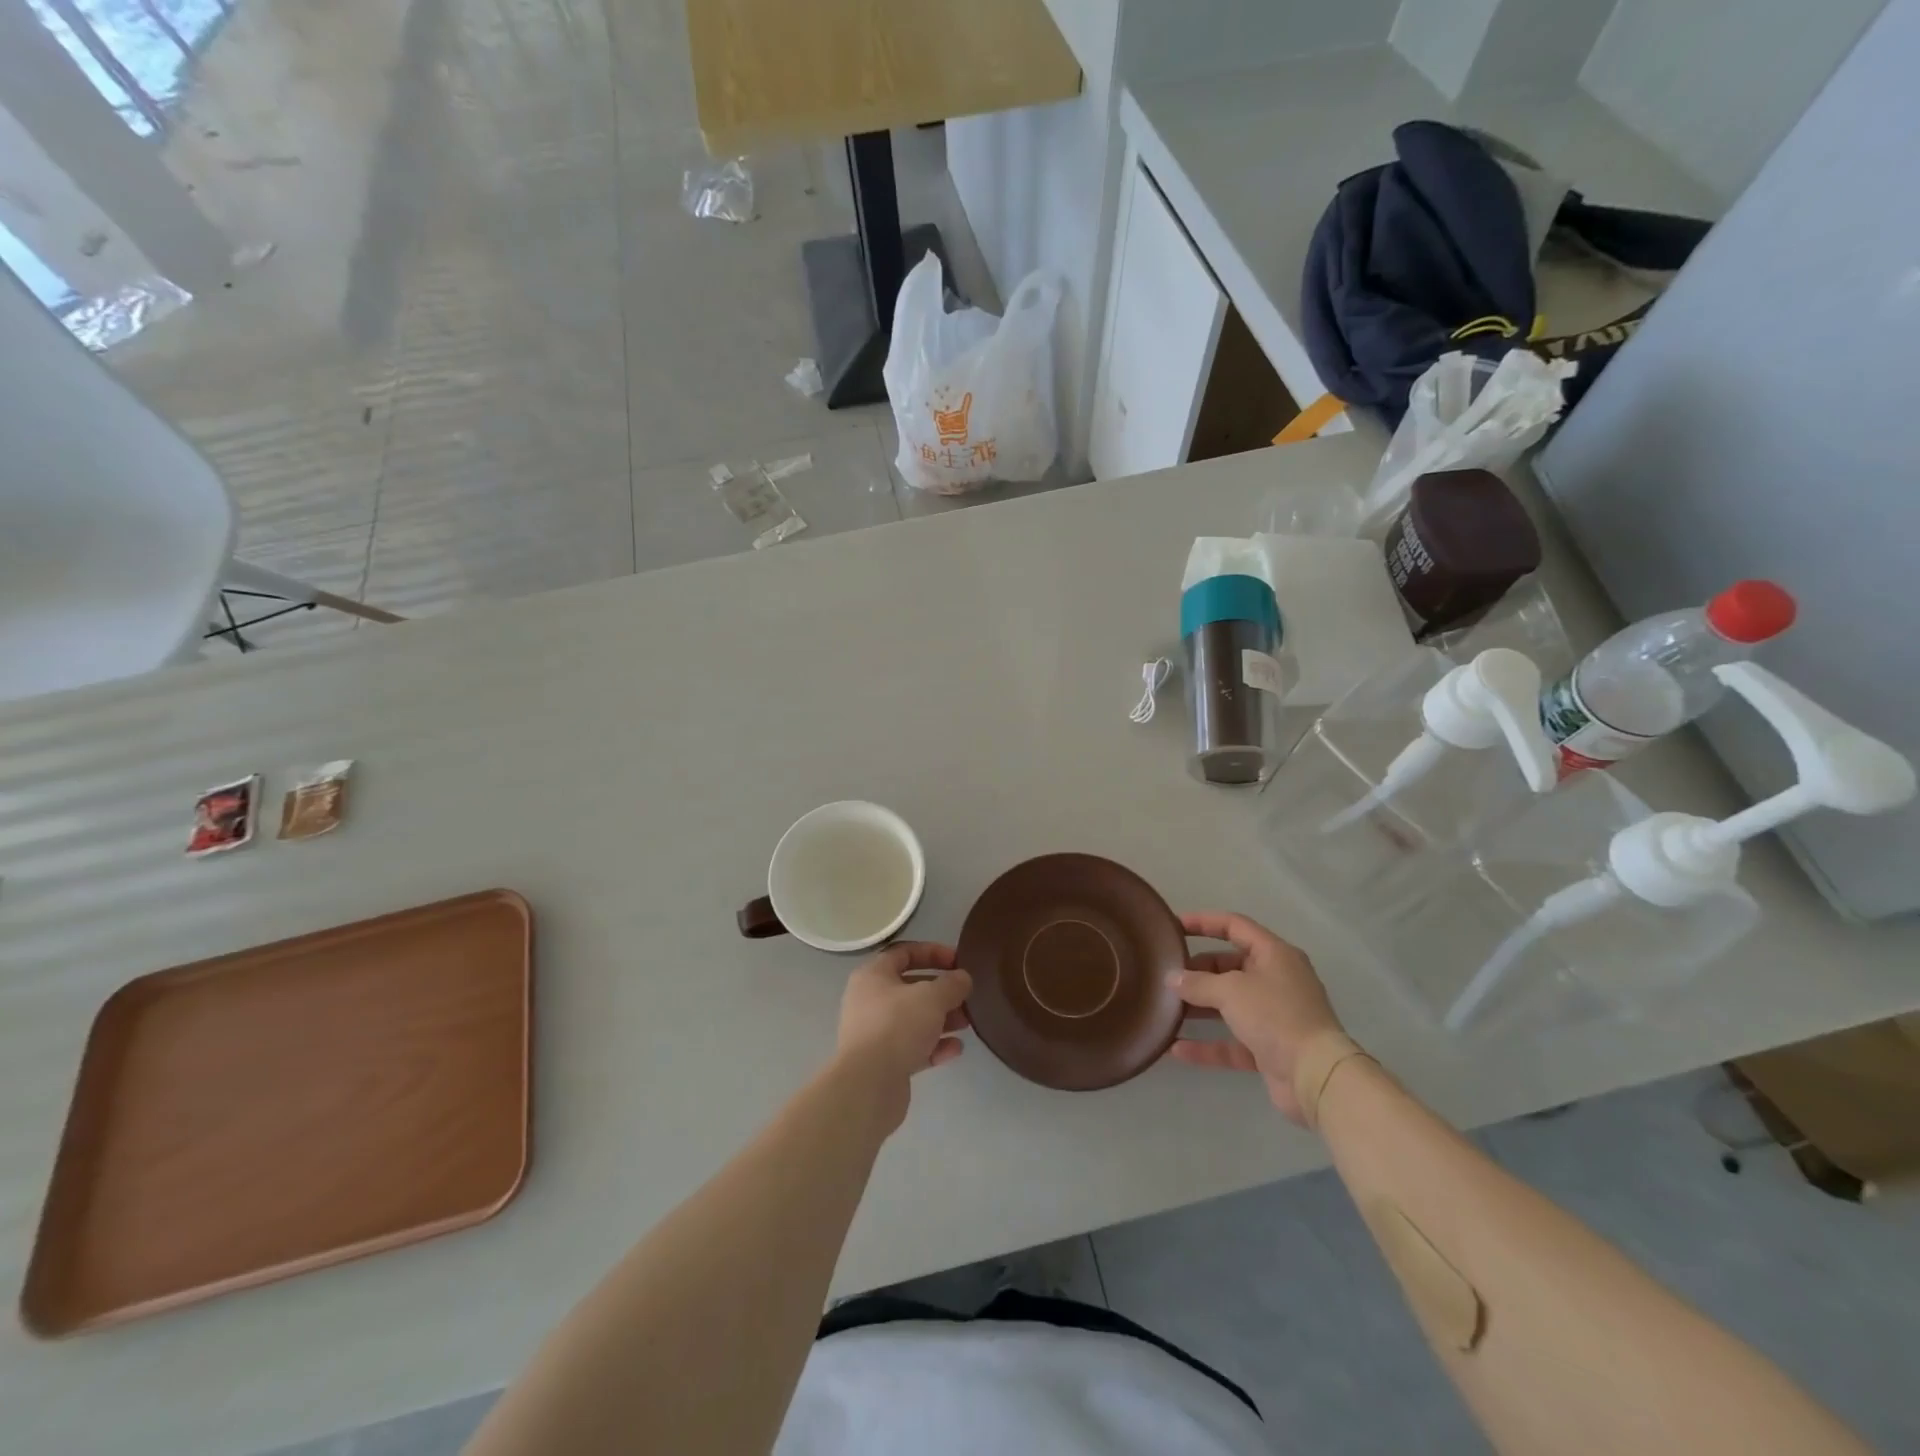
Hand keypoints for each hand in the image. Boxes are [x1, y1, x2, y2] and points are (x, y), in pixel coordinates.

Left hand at [835, 942, 971, 1132]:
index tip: (958, 961)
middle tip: (966, 996)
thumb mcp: (931, 997)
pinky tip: (956, 1050)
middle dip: (941, 991)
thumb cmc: (897, 1026)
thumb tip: (962, 978)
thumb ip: (951, 984)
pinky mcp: (884, 1062)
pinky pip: (913, 1047)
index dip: (933, 952)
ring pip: (914, 1019)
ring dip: (942, 1019)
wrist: (869, 1085)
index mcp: (873, 976)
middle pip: (910, 988)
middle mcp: (870, 1001)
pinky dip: (934, 1046)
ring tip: (967, 1023)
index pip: (904, 953)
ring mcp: (875, 1033)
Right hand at [1166, 911, 1343, 1124]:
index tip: (1173, 926)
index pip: (1235, 926)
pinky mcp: (1270, 1049)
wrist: (1317, 1077)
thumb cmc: (1275, 1016)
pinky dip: (1207, 1044)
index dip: (1203, 922)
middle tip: (1167, 975)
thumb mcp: (1231, 991)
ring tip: (1166, 1007)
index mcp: (1274, 955)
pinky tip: (1176, 1049)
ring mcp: (1274, 1016)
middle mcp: (1276, 981)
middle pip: (1229, 966)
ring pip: (1229, 1004)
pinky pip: (1232, 1041)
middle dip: (1198, 970)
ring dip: (1199, 1007)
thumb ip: (1198, 983)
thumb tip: (1172, 979)